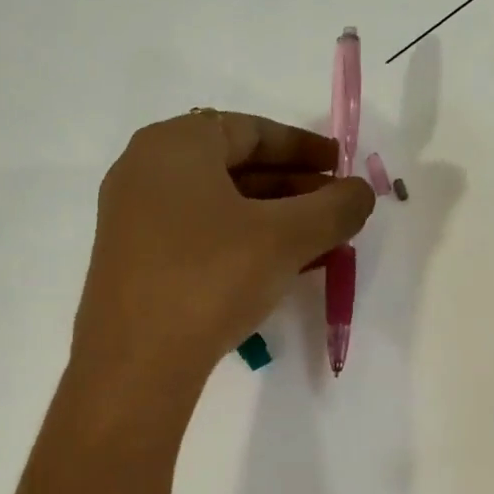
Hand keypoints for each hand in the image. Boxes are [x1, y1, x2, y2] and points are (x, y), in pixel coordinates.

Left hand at [72, 110, 375, 389]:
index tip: (342, 167)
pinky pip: (196, 235)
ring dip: (270, 220)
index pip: (251, 130)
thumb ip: (333, 207)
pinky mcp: (132, 261)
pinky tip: (274, 269)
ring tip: (316, 243)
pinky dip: (239, 243)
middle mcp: (145, 170)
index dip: (304, 147)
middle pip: (232, 166)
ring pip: (217, 206)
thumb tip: (361, 191)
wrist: (136, 363)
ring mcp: (132, 218)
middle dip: (291, 188)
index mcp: (174, 144)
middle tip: (335, 211)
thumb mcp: (284, 239)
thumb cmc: (210, 279)